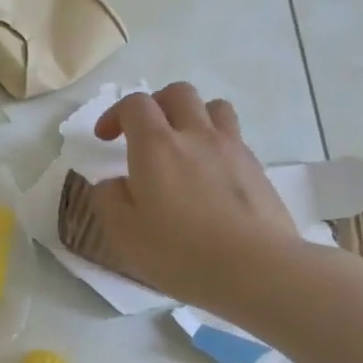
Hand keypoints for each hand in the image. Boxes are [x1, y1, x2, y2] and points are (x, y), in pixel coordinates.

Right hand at [90, 84, 302, 312]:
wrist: (255, 269)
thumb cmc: (179, 252)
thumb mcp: (124, 232)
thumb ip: (109, 199)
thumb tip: (114, 183)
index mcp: (156, 147)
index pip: (135, 105)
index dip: (115, 114)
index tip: (106, 139)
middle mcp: (195, 135)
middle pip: (178, 93)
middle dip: (156, 105)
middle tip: (144, 134)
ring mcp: (232, 149)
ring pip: (214, 107)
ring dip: (193, 117)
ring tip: (183, 146)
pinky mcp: (257, 169)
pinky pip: (234, 138)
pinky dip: (216, 144)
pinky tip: (210, 176)